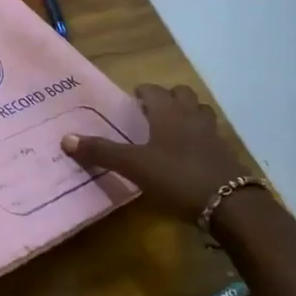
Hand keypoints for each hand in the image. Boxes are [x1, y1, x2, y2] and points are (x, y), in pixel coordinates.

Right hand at [63, 83, 245, 218]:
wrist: (230, 205)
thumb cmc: (176, 177)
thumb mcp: (133, 165)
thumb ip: (101, 152)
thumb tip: (65, 139)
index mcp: (168, 113)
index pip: (154, 90)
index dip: (143, 92)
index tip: (132, 99)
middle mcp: (192, 117)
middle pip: (183, 95)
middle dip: (168, 98)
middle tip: (152, 112)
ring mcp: (213, 135)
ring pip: (200, 113)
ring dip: (188, 114)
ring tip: (172, 129)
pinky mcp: (226, 156)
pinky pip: (211, 136)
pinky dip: (200, 138)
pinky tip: (190, 155)